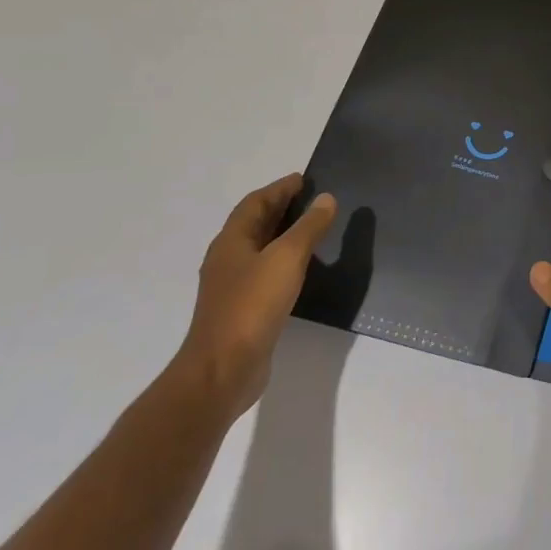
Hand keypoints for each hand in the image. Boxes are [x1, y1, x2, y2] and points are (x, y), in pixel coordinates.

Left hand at [174, 174, 336, 418]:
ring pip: (260, 249)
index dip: (280, 188)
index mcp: (232, 241)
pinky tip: (303, 269)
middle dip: (281, 208)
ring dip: (283, 235)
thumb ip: (308, 227)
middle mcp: (228, 259)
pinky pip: (265, 273)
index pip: (256, 203)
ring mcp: (233, 286)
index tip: (305, 179)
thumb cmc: (252, 305)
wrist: (224, 370)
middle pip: (255, 224)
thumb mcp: (287, 258)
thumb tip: (326, 199)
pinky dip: (284, 261)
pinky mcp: (243, 310)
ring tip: (314, 229)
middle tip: (313, 199)